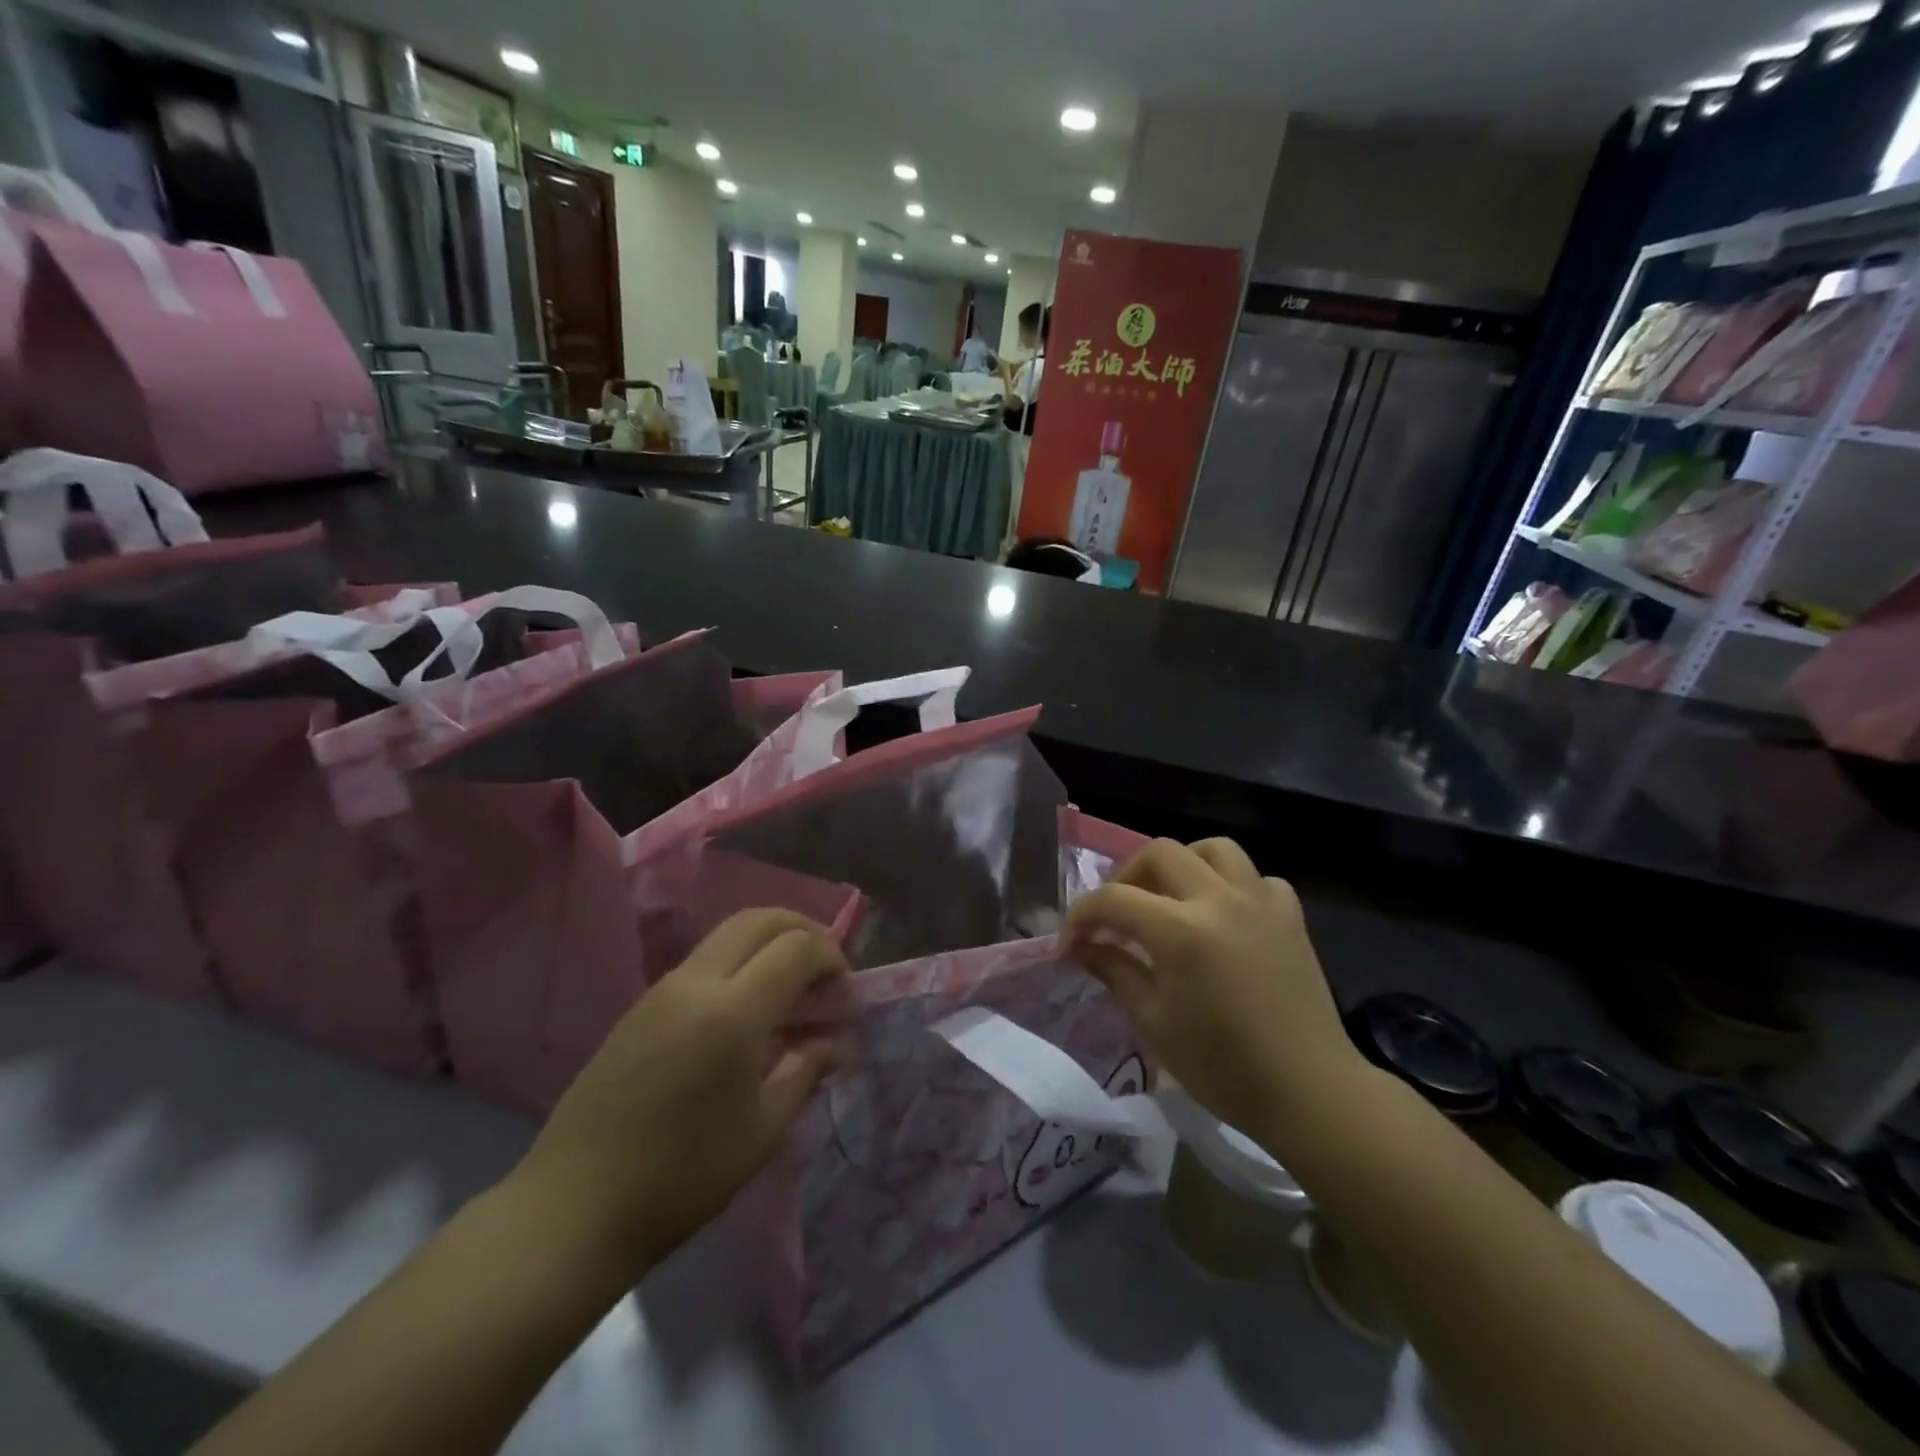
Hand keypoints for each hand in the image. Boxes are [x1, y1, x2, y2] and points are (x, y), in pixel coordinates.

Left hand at [511, 910, 850, 1282]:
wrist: (573, 1208)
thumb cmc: (682, 1176)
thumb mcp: (763, 1130)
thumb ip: (806, 1070)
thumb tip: (835, 1041)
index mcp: (733, 1011)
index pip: (796, 946)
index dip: (831, 957)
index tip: (844, 992)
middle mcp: (697, 982)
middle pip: (760, 919)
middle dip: (802, 929)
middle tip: (824, 968)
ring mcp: (662, 989)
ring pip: (728, 932)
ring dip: (768, 942)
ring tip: (789, 986)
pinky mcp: (641, 1005)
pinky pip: (703, 960)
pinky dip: (738, 961)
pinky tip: (745, 1009)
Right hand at [1064, 839, 1366, 1155]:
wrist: (1309, 1091)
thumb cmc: (1223, 1067)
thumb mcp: (1154, 1022)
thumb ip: (1114, 971)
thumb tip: (1080, 947)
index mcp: (1180, 930)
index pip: (1114, 900)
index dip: (1082, 916)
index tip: (1071, 942)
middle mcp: (1219, 900)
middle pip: (1160, 853)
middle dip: (1127, 876)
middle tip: (1118, 914)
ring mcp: (1260, 901)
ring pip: (1214, 849)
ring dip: (1183, 864)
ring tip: (1171, 898)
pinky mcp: (1290, 915)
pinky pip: (1256, 878)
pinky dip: (1233, 886)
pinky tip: (1225, 916)